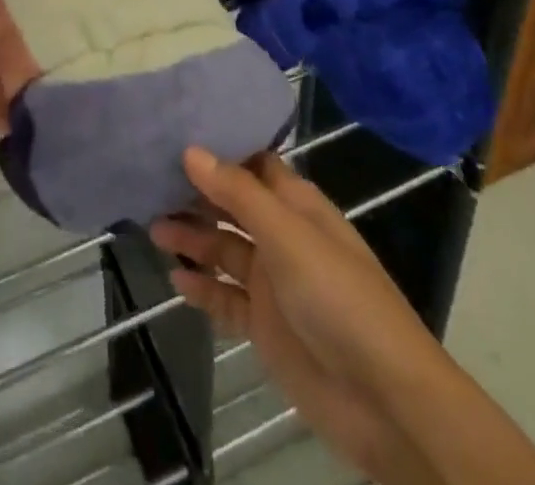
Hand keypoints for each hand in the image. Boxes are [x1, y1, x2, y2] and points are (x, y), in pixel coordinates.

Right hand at [151, 149, 434, 481]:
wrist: (383, 400)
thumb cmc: (338, 297)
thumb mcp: (287, 235)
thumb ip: (237, 193)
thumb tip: (191, 150)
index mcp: (297, 205)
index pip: (253, 164)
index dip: (219, 150)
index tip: (176, 134)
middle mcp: (283, 236)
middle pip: (233, 205)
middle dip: (197, 194)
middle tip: (150, 182)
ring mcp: (274, 282)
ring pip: (225, 249)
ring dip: (193, 238)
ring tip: (153, 228)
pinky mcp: (265, 326)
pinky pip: (226, 298)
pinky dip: (203, 288)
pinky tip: (175, 281)